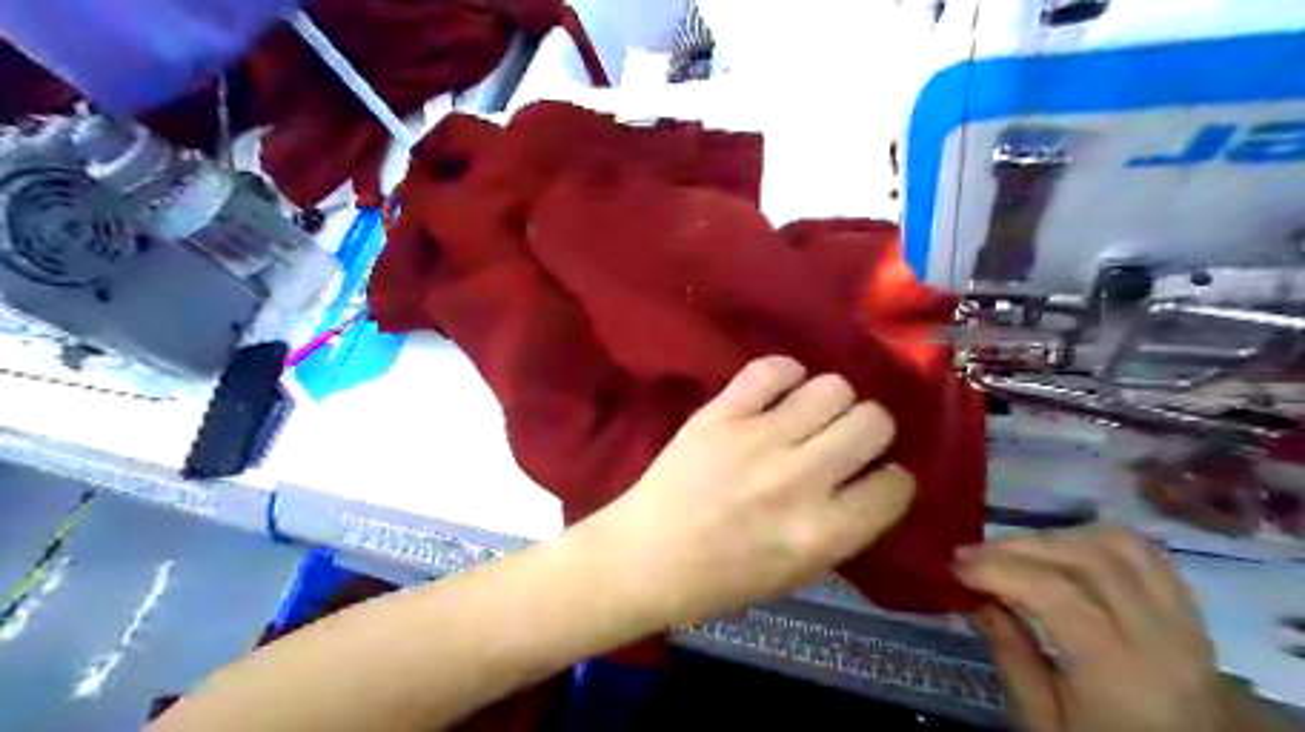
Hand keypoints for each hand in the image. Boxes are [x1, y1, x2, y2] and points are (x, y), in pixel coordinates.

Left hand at [587, 356, 910, 625]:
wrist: (645, 558)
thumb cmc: (721, 581)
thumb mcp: (798, 574)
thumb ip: (842, 528)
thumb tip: (870, 479)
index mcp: (822, 533)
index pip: (896, 486)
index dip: (890, 481)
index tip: (874, 478)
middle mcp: (799, 479)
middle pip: (874, 422)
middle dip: (869, 431)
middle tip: (843, 441)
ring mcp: (757, 439)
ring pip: (832, 387)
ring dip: (830, 402)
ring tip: (808, 417)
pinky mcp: (721, 413)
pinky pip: (773, 369)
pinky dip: (784, 375)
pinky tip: (777, 393)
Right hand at [956, 526, 1235, 731]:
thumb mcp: (1043, 725)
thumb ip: (1012, 658)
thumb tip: (979, 600)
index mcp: (1120, 671)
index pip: (1055, 591)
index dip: (998, 568)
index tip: (955, 567)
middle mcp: (1161, 636)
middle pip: (1086, 557)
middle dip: (1018, 546)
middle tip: (973, 555)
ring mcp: (1185, 622)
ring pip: (1120, 545)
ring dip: (1057, 538)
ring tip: (1017, 553)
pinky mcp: (1192, 617)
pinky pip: (1149, 557)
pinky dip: (1098, 541)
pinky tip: (1065, 553)